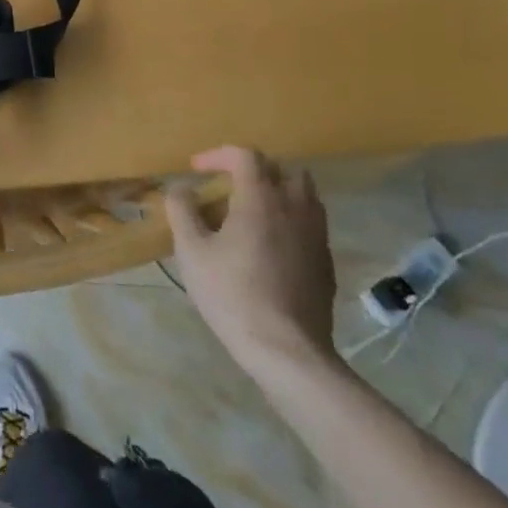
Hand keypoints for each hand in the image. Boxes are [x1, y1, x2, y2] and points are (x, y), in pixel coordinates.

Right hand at [165, 147, 338, 378]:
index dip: (218, 155)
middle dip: (254, 171)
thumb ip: (182, 210)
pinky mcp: (325, 263)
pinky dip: (290, 221)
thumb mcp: (192, 250)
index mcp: (261, 198)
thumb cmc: (232, 294)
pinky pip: (310, 225)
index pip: (245, 155)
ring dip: (277, 194)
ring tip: (251, 213)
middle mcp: (294, 208)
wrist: (287, 352)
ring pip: (303, 196)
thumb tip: (181, 188)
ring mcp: (316, 236)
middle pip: (283, 170)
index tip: (197, 170)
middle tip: (229, 187)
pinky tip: (270, 247)